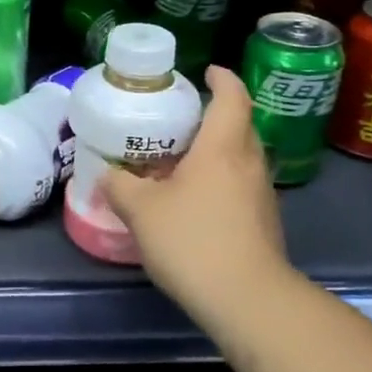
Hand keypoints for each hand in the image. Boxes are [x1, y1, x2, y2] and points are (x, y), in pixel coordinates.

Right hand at [103, 66, 297, 334]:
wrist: (247, 300)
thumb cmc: (193, 240)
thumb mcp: (141, 210)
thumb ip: (120, 186)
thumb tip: (108, 174)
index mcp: (222, 148)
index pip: (232, 97)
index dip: (222, 79)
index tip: (206, 71)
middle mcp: (248, 164)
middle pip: (238, 126)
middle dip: (213, 116)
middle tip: (178, 119)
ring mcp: (261, 195)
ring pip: (239, 158)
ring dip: (214, 152)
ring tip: (179, 160)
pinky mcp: (263, 223)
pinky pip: (239, 186)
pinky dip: (219, 181)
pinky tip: (192, 201)